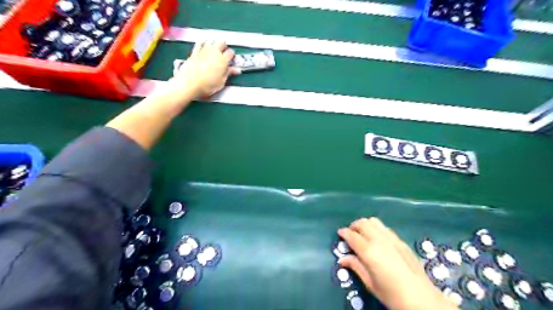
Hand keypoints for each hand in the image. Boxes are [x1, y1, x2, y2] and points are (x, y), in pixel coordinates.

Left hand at [170, 39, 240, 98]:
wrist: (189, 83)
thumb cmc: (207, 85)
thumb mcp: (221, 82)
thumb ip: (229, 73)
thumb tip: (237, 70)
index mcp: (223, 60)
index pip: (231, 52)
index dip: (232, 56)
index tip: (231, 60)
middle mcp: (214, 52)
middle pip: (221, 42)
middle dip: (224, 47)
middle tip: (223, 54)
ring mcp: (203, 50)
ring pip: (211, 41)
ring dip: (214, 44)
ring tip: (214, 51)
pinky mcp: (194, 52)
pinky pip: (200, 43)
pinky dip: (203, 43)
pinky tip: (203, 46)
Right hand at [338, 218, 457, 309]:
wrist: (422, 299)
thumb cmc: (392, 295)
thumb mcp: (370, 283)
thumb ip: (356, 267)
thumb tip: (342, 259)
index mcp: (369, 251)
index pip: (352, 235)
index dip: (344, 232)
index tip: (339, 233)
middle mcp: (379, 240)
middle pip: (363, 223)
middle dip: (354, 226)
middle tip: (350, 234)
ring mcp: (392, 239)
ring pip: (374, 222)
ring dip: (366, 225)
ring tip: (363, 234)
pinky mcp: (401, 241)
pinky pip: (385, 228)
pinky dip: (377, 229)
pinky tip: (378, 239)